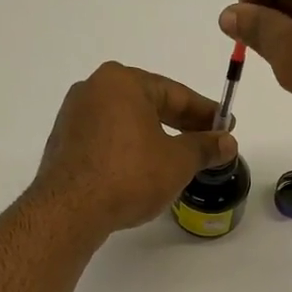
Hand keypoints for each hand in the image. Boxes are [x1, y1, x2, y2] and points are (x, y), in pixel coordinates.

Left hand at [33, 62, 237, 234]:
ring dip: (154, 138)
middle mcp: (94, 89)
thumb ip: (204, 147)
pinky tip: (142, 170)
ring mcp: (74, 116)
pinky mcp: (64, 143)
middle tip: (206, 142)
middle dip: (180, 124)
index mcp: (122, 82)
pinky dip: (128, 150)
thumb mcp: (177, 162)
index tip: (226, 125)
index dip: (205, 112)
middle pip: (148, 104)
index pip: (175, 93)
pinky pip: (107, 140)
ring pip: (126, 123)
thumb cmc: (129, 176)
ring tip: (177, 159)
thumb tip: (227, 142)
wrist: (70, 210)